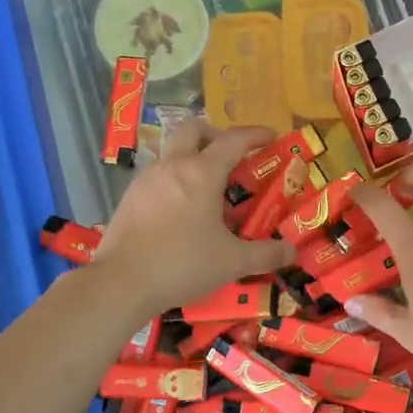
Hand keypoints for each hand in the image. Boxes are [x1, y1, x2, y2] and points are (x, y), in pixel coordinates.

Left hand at [92, 122, 292, 318]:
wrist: (121, 283)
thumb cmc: (183, 264)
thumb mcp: (232, 262)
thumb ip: (266, 254)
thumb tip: (292, 252)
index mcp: (201, 173)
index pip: (233, 140)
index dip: (255, 135)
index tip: (271, 137)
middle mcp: (172, 166)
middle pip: (193, 130)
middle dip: (215, 135)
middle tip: (232, 156)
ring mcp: (146, 180)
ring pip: (171, 152)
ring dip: (192, 159)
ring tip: (208, 190)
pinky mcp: (129, 198)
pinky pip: (157, 177)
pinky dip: (174, 181)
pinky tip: (181, 212)